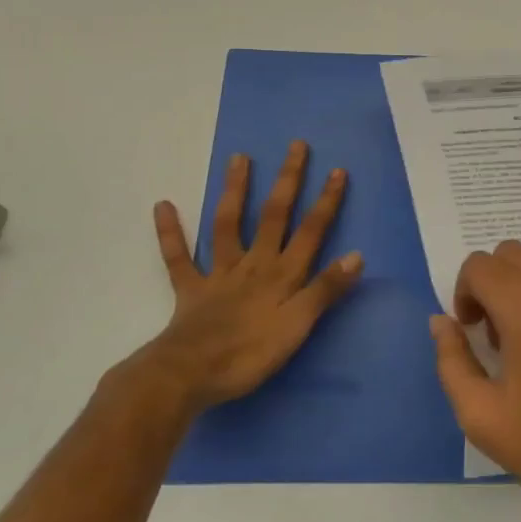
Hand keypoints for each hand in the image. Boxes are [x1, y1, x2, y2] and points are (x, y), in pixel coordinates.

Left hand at [134, 142, 360, 415]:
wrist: (189, 376)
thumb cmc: (250, 354)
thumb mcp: (298, 326)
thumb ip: (325, 289)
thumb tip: (357, 255)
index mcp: (283, 274)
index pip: (311, 231)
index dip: (326, 201)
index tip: (337, 170)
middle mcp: (255, 264)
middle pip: (274, 216)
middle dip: (288, 180)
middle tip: (295, 146)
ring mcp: (220, 274)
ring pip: (228, 224)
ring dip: (235, 190)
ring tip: (240, 157)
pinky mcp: (190, 290)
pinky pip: (178, 258)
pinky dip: (170, 232)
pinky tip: (163, 204)